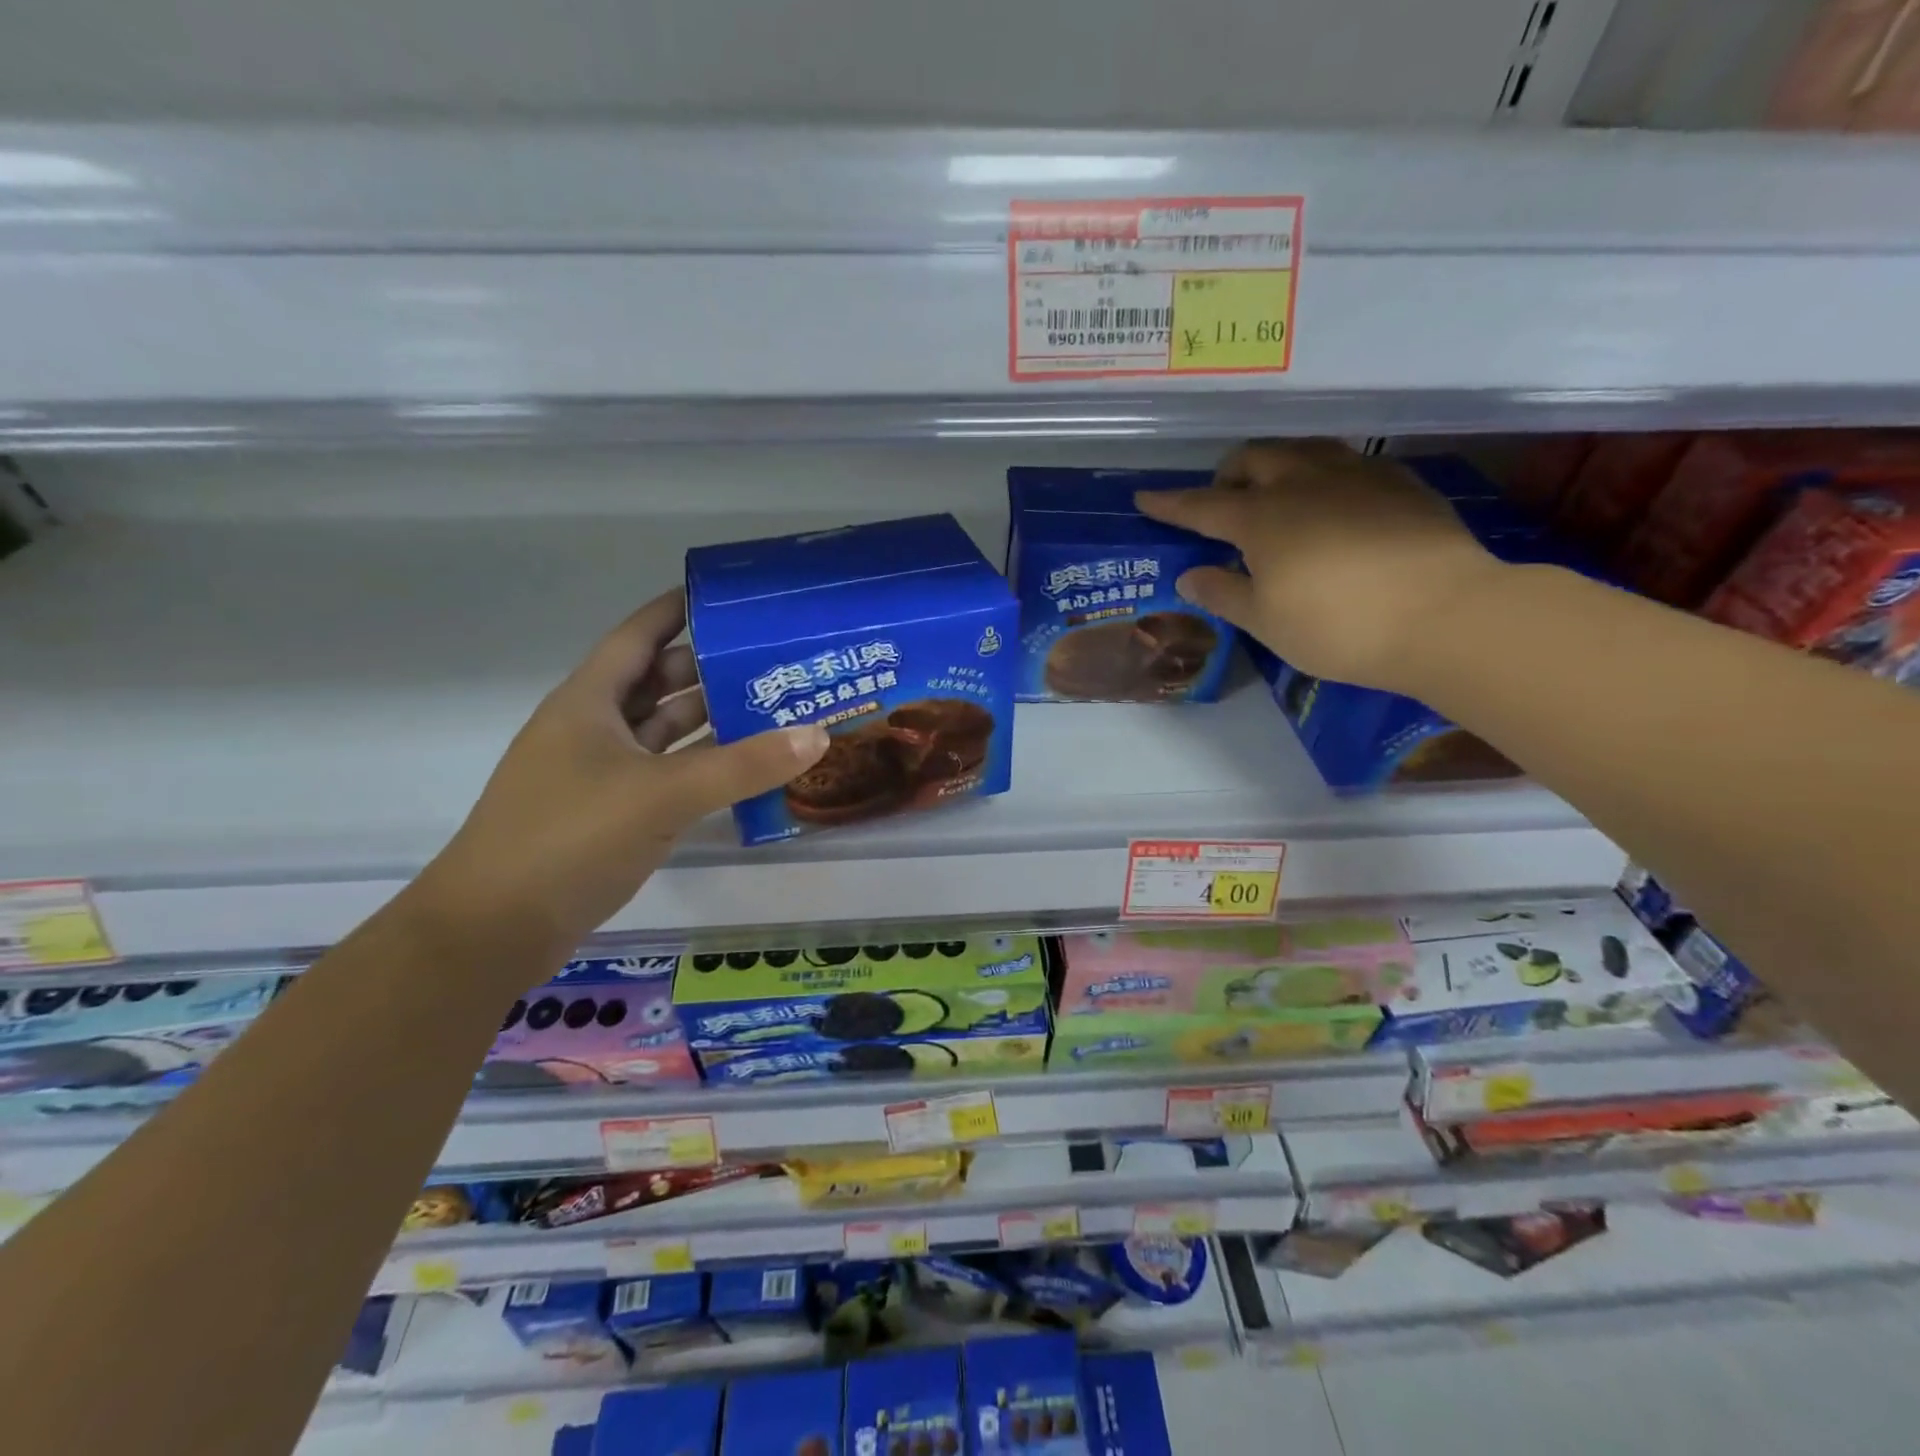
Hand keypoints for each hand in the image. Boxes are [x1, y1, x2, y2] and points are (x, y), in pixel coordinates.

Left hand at [417, 589, 828, 961]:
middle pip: (657, 683)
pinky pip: (665, 774)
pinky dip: (701, 767)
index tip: (726, 596)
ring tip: (771, 706)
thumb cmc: (570, 838)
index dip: (676, 610)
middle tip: (771, 659)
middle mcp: (592, 729)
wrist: (494, 929)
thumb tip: (816, 735)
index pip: (638, 636)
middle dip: (709, 668)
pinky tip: (744, 768)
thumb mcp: (663, 794)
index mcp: (589, 702)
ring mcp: (599, 774)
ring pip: (663, 732)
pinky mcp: (609, 814)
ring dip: (710, 720)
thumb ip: (743, 765)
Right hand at [1136, 439, 1501, 691]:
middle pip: (1254, 458)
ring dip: (1277, 465)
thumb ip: (1223, 594)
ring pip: (1304, 450)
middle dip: (1228, 475)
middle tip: (1224, 504)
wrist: (1446, 616)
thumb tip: (1190, 576)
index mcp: (1262, 518)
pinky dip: (1323, 477)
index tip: (1145, 497)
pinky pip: (1348, 464)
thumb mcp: (1266, 622)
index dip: (1170, 503)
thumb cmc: (1338, 627)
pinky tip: (1335, 506)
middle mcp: (1304, 483)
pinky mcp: (1401, 483)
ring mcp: (1357, 476)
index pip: (1202, 505)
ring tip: (1277, 496)